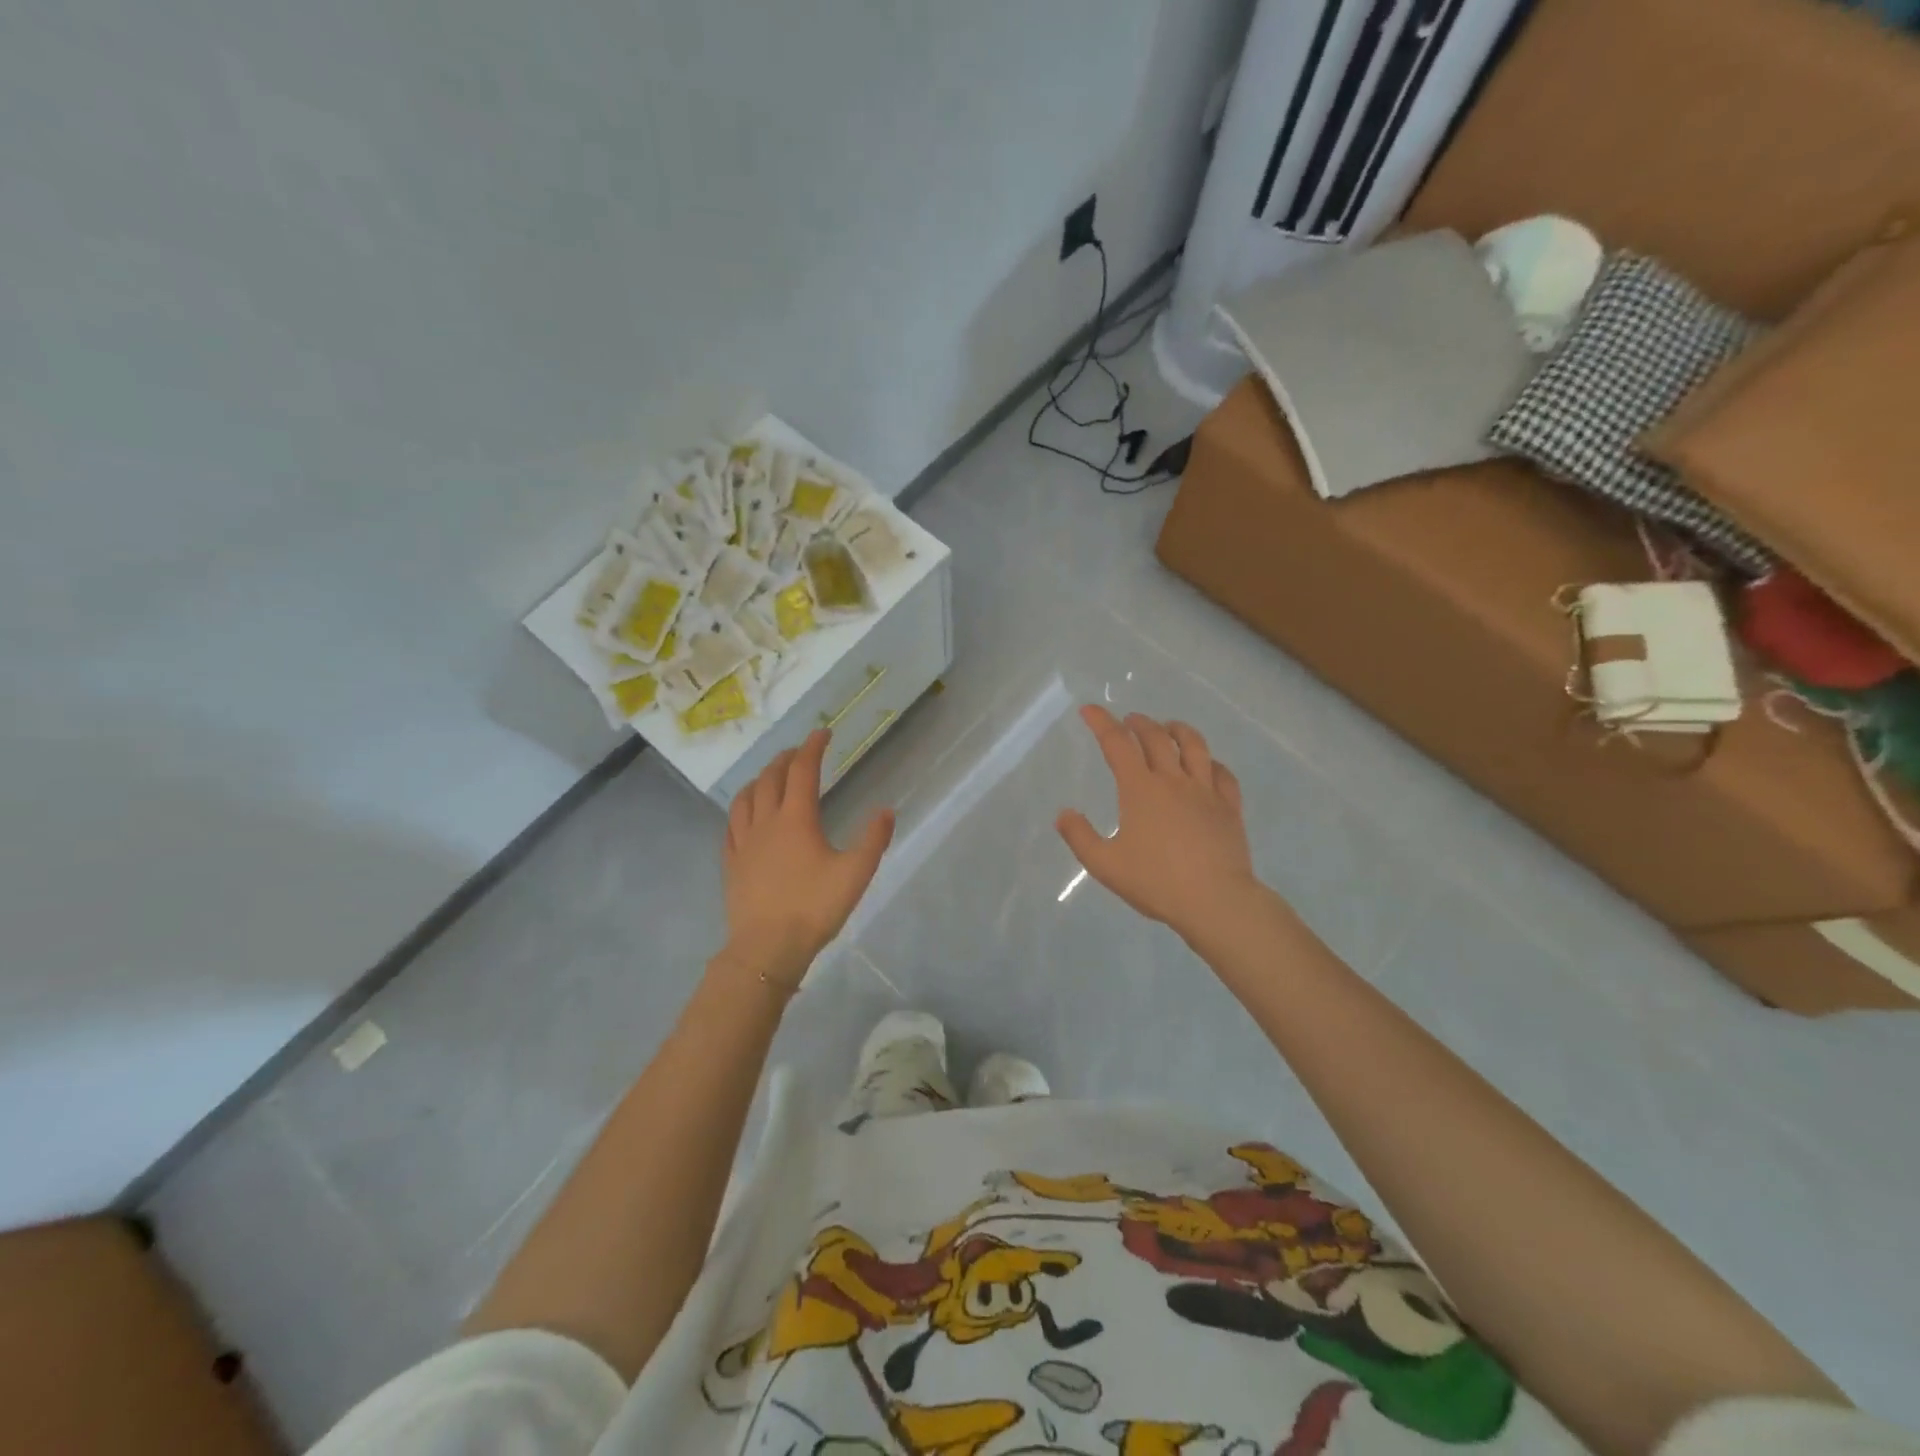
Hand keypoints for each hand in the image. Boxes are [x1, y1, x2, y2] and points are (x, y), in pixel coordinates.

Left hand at [721, 729, 894, 991]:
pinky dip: (742, 809)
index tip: (822, 733)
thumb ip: (873, 840)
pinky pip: (732, 825)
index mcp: (797, 819)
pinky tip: (746, 816)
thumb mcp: (855, 873)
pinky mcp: (732, 863)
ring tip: (769, 776)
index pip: (803, 771)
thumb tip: (886, 810)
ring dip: (760, 779)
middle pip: (771, 778)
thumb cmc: (814, 908)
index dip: (813, 748)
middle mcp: (766, 822)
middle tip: (799, 752)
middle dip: (785, 759)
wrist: (768, 948)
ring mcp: (744, 842)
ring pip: (746, 798)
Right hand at [1056, 706, 1258, 942]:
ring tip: (1169, 727)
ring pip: (1195, 746)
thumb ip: (1080, 837)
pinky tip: (1208, 765)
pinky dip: (1211, 762)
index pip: (1117, 744)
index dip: (1101, 722)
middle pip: (1156, 738)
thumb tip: (1063, 814)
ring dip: (1178, 730)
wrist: (1215, 901)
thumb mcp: (1105, 865)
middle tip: (1129, 720)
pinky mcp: (1229, 807)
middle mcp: (1173, 780)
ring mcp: (1206, 791)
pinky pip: (1223, 774)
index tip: (1089, 710)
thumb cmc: (1156, 882)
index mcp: (1140, 789)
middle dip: (1139, 723)